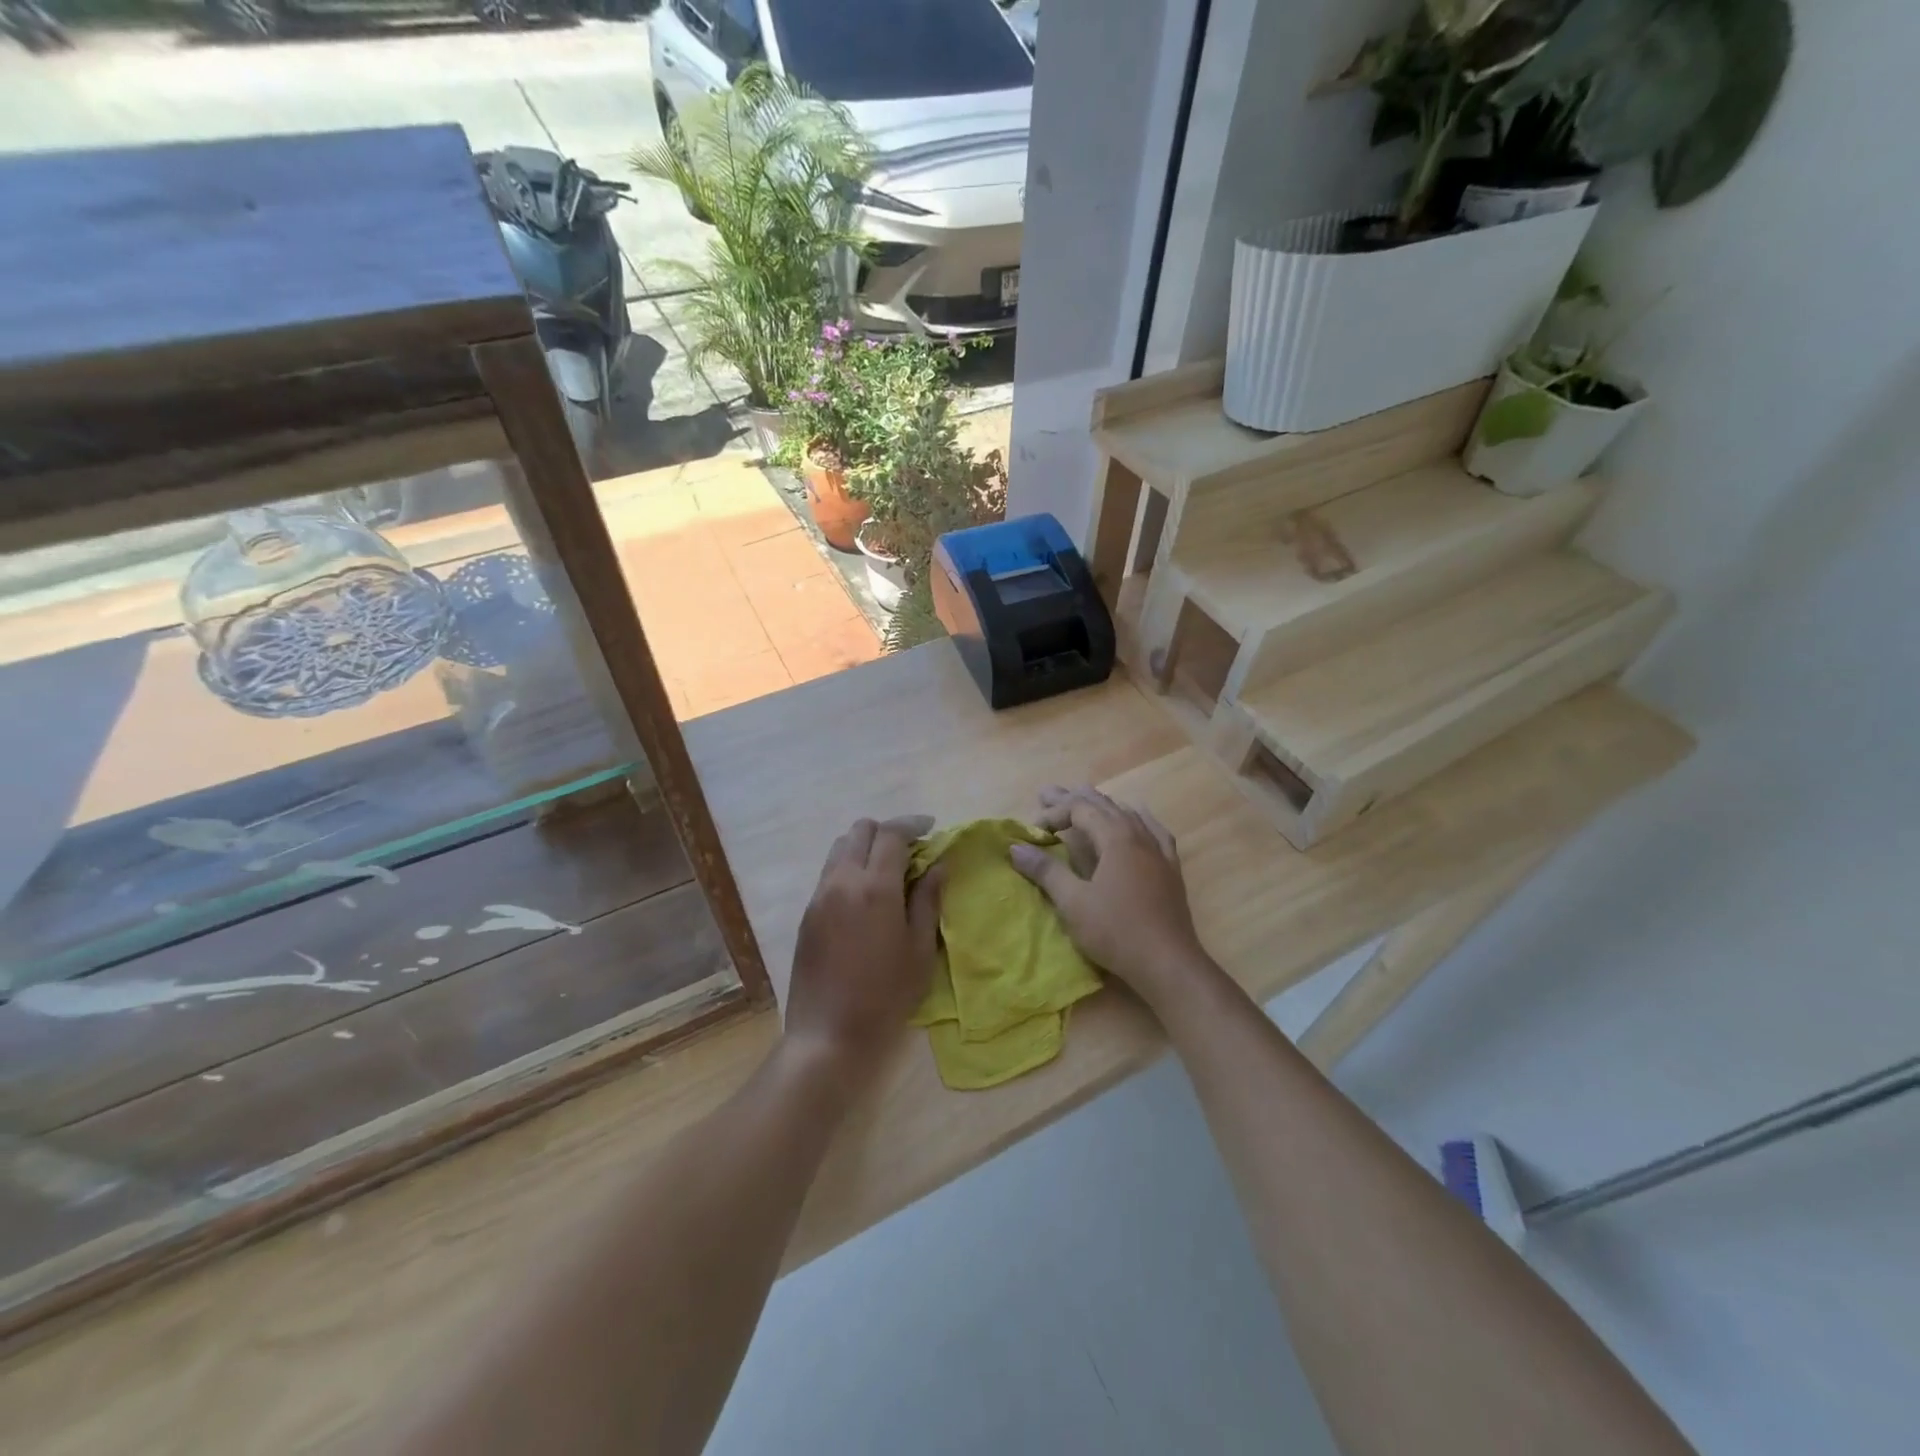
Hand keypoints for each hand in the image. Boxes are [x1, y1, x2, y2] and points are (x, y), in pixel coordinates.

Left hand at [785, 815, 943, 1087]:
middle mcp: (842, 881)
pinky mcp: (807, 913)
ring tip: (888, 871)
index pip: (891, 833)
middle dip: (888, 831)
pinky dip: (850, 867)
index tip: (931, 828)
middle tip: (911, 851)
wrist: (828, 1033)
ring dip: (866, 847)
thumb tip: (938, 865)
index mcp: (875, 887)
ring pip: (840, 848)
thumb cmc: (885, 996)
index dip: (913, 824)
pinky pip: (830, 872)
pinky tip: (866, 894)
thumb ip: (928, 900)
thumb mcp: (919, 950)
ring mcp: (819, 896)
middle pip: (860, 830)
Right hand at [1008, 786, 1209, 1003]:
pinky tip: (1138, 816)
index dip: (1055, 813)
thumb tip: (1016, 847)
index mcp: (1116, 839)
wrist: (1168, 963)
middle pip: (1103, 806)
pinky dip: (1139, 819)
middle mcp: (1139, 836)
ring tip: (1085, 797)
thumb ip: (1046, 871)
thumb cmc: (1116, 931)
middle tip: (1047, 792)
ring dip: (1102, 806)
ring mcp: (1158, 852)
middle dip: (1073, 799)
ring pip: (1128, 815)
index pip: (1080, 810)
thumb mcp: (1073, 902)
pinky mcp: (1170, 869)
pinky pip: (1155, 831)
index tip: (1034, 829)